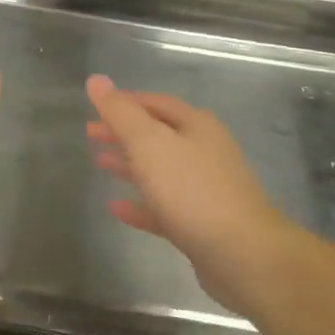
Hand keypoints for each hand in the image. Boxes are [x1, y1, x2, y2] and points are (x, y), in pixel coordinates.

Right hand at [85, 75, 293, 318]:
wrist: (244, 255)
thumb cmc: (193, 190)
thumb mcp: (150, 143)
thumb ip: (121, 113)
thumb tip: (96, 79)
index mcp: (196, 125)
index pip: (155, 103)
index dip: (125, 102)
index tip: (96, 106)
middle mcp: (204, 151)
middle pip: (158, 135)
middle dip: (124, 132)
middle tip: (90, 134)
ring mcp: (205, 189)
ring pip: (160, 170)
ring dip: (130, 164)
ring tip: (99, 163)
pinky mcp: (201, 224)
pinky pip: (163, 208)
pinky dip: (140, 204)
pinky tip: (116, 208)